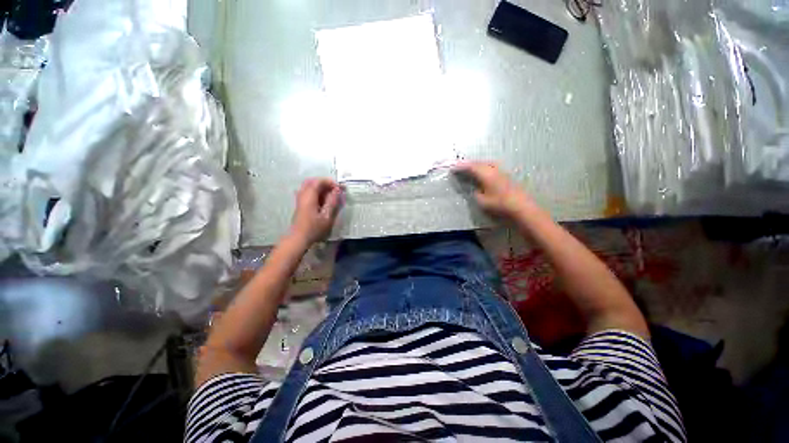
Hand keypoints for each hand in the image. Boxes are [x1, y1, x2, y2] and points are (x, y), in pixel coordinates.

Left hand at [289, 178, 342, 244]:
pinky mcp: (301, 204)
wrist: (299, 238)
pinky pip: (308, 192)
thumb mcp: (327, 216)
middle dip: (324, 183)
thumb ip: (332, 201)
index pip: (318, 181)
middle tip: (335, 189)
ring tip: (331, 195)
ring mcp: (300, 199)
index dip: (330, 182)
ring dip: (321, 188)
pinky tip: (324, 200)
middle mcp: (303, 194)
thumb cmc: (314, 228)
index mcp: (309, 196)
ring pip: (309, 186)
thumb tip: (337, 190)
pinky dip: (317, 192)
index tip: (339, 188)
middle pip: (312, 181)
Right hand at [453, 161, 532, 218]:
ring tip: (471, 167)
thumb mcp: (482, 201)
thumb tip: (476, 190)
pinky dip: (485, 167)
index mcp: (486, 174)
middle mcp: (494, 170)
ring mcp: (502, 172)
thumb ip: (477, 194)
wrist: (521, 207)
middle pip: (479, 163)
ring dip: (478, 164)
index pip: (471, 167)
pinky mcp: (507, 176)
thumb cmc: (500, 204)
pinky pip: (492, 167)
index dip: (461, 166)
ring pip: (487, 164)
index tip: (453, 167)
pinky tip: (484, 172)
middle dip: (469, 164)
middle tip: (460, 166)